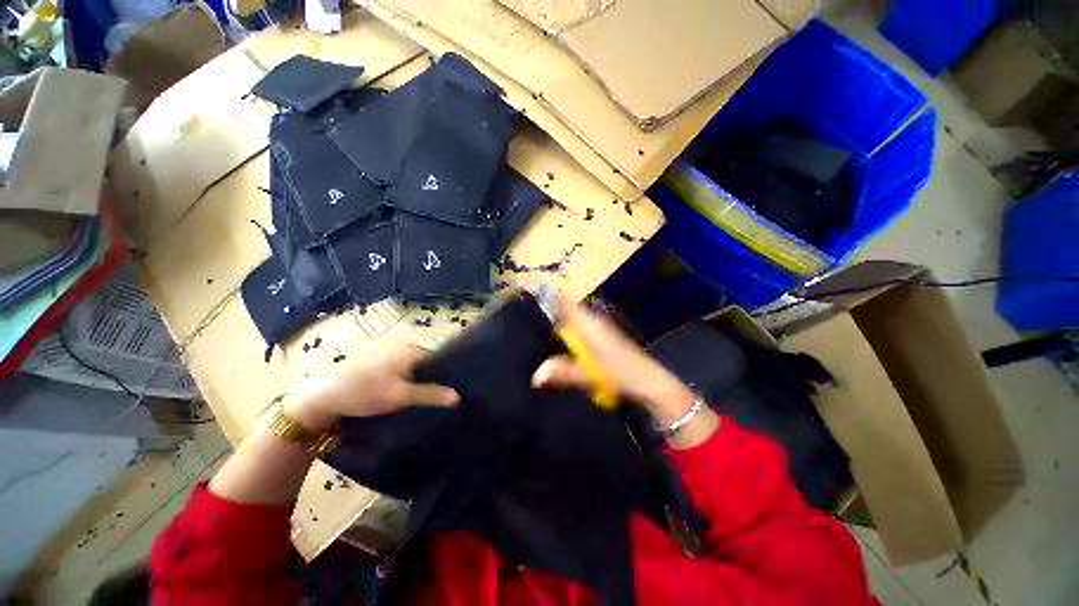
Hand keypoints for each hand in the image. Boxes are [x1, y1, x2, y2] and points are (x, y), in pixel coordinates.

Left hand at [284, 343, 458, 430]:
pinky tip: (391, 389)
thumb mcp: (401, 396)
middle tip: (426, 397)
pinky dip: (398, 375)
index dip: (442, 374)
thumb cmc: (365, 392)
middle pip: (422, 361)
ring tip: (410, 395)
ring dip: (411, 377)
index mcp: (409, 348)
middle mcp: (399, 344)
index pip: (436, 358)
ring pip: (407, 363)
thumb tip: (458, 397)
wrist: (322, 396)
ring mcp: (383, 349)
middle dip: (426, 376)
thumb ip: (431, 394)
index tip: (443, 391)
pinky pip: (394, 364)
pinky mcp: (371, 356)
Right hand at [530, 294, 696, 425]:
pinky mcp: (600, 337)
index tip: (526, 291)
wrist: (648, 381)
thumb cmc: (621, 374)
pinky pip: (576, 326)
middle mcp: (592, 320)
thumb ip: (563, 372)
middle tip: (522, 312)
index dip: (546, 293)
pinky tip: (554, 340)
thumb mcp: (591, 374)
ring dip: (554, 318)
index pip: (564, 300)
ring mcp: (597, 328)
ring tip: (532, 325)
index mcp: (589, 323)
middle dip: (545, 306)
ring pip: (570, 316)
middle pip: (564, 307)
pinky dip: (564, 328)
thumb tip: (535, 376)